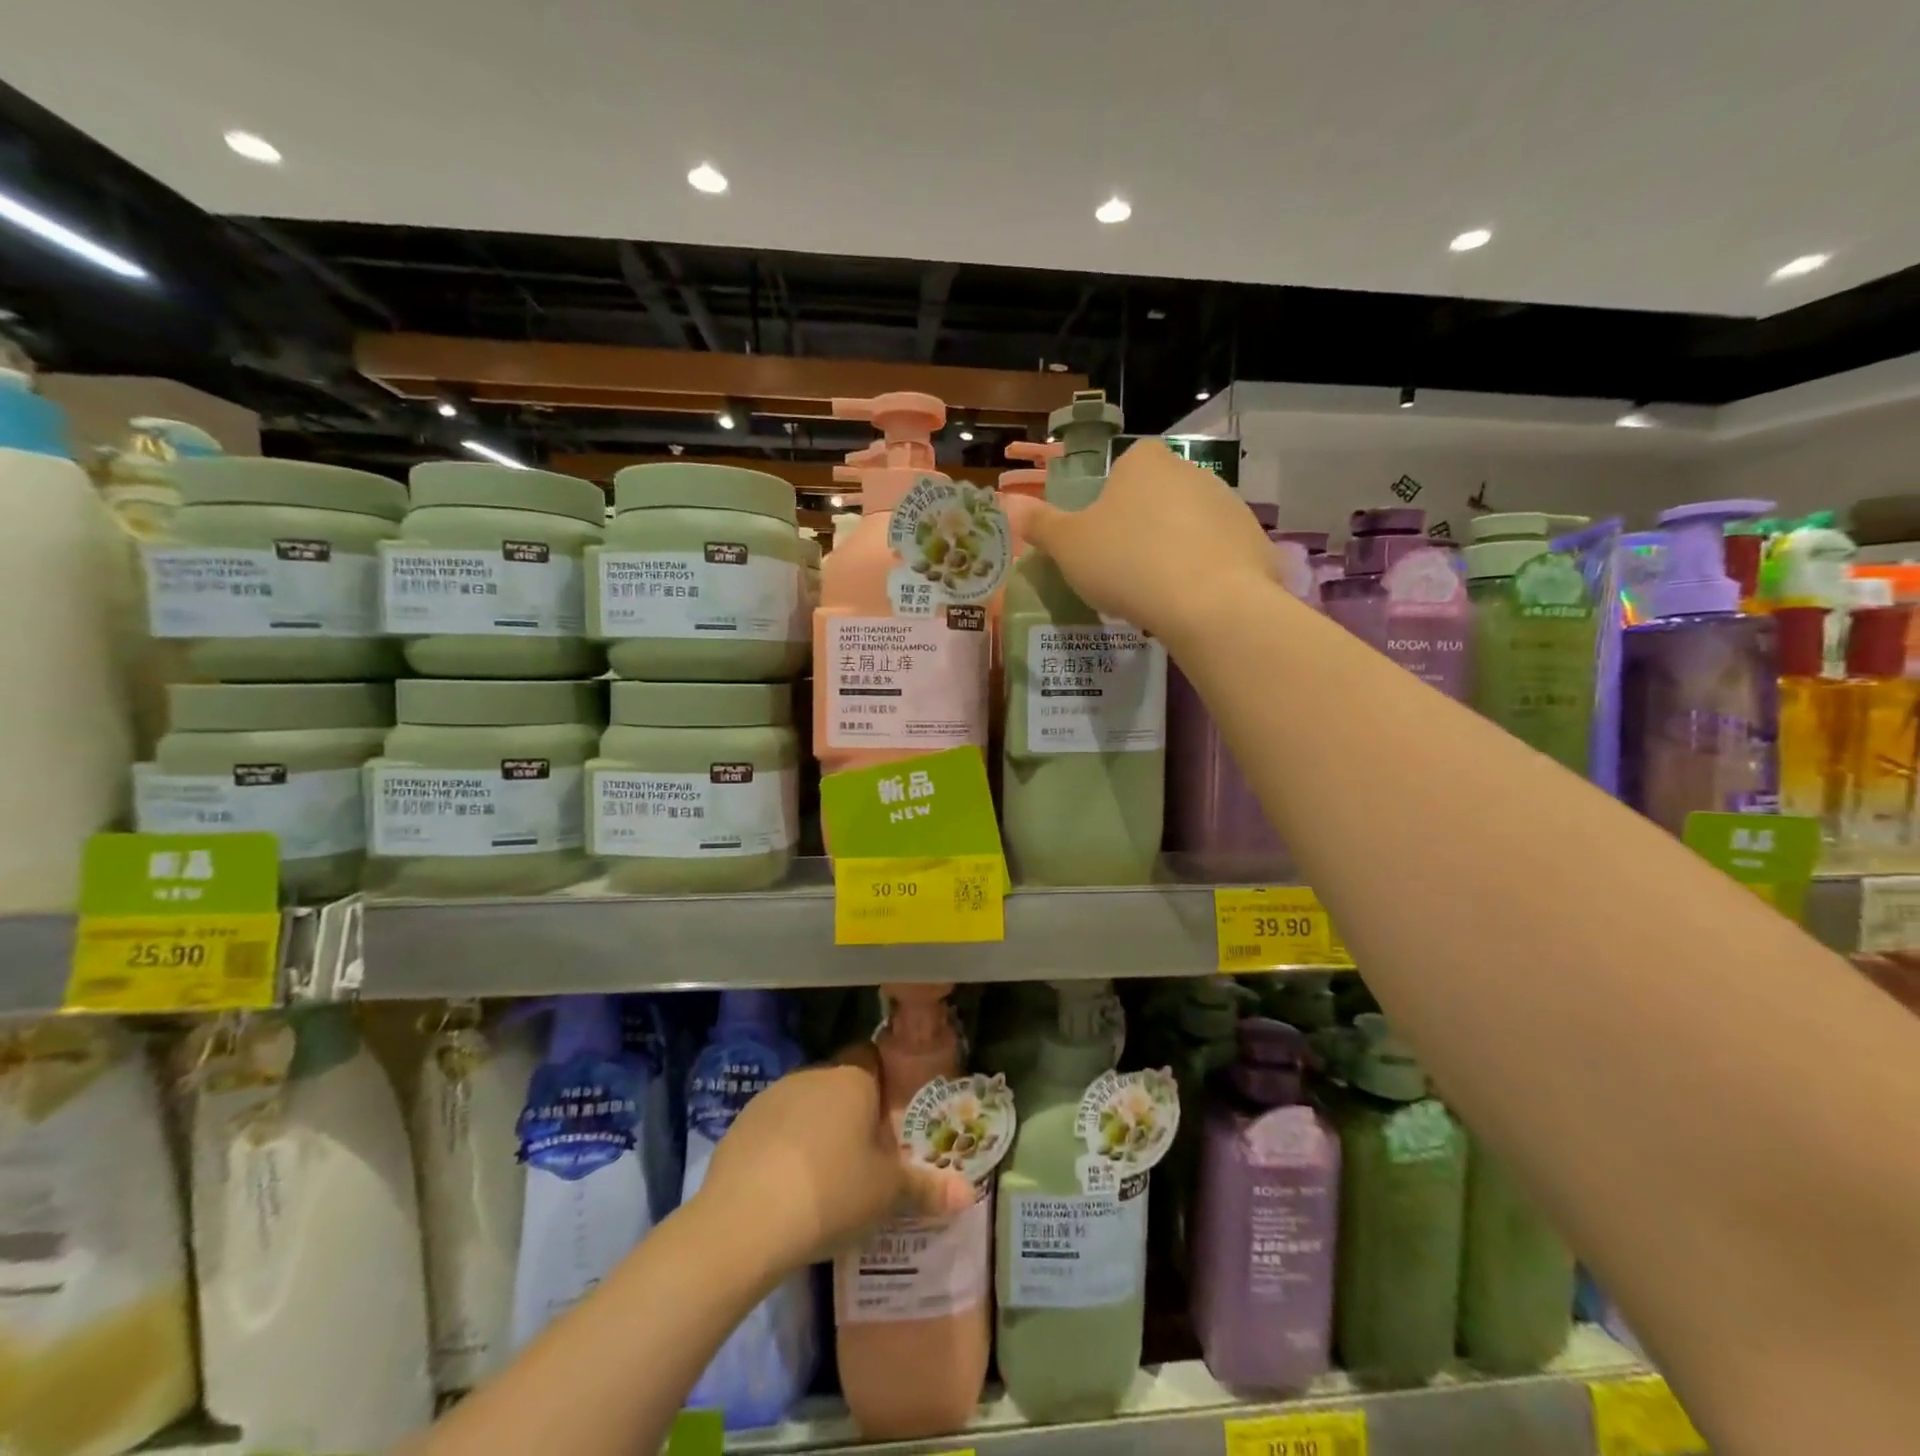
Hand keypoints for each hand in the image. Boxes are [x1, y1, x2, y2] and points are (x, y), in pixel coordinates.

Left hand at [694, 1044, 975, 1272]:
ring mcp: (773, 1096)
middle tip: (863, 1159)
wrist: (745, 1219)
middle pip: (840, 1084)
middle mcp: (814, 1075)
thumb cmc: (833, 1192)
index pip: (872, 1058)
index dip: (883, 1086)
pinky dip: (783, 1149)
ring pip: (805, 1105)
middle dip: (851, 1114)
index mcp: (853, 1079)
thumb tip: (968, 1194)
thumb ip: (928, 1189)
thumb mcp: (888, 1195)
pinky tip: (785, 1189)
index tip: (888, 1122)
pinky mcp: (741, 1124)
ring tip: (824, 1179)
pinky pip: (774, 1128)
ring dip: (816, 1130)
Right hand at [1005, 438, 1275, 645]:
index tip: (1099, 542)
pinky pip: (1217, 555)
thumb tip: (1009, 505)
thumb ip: (1040, 525)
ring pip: (1188, 527)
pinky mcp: (1254, 540)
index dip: (1106, 506)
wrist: (1208, 602)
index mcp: (1143, 462)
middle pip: (1156, 498)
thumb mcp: (1068, 547)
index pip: (1121, 470)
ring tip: (1156, 594)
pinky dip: (1203, 574)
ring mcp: (1228, 504)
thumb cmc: (1126, 563)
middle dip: (1140, 529)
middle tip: (1123, 573)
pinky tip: (1190, 603)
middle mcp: (1190, 471)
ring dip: (1172, 552)